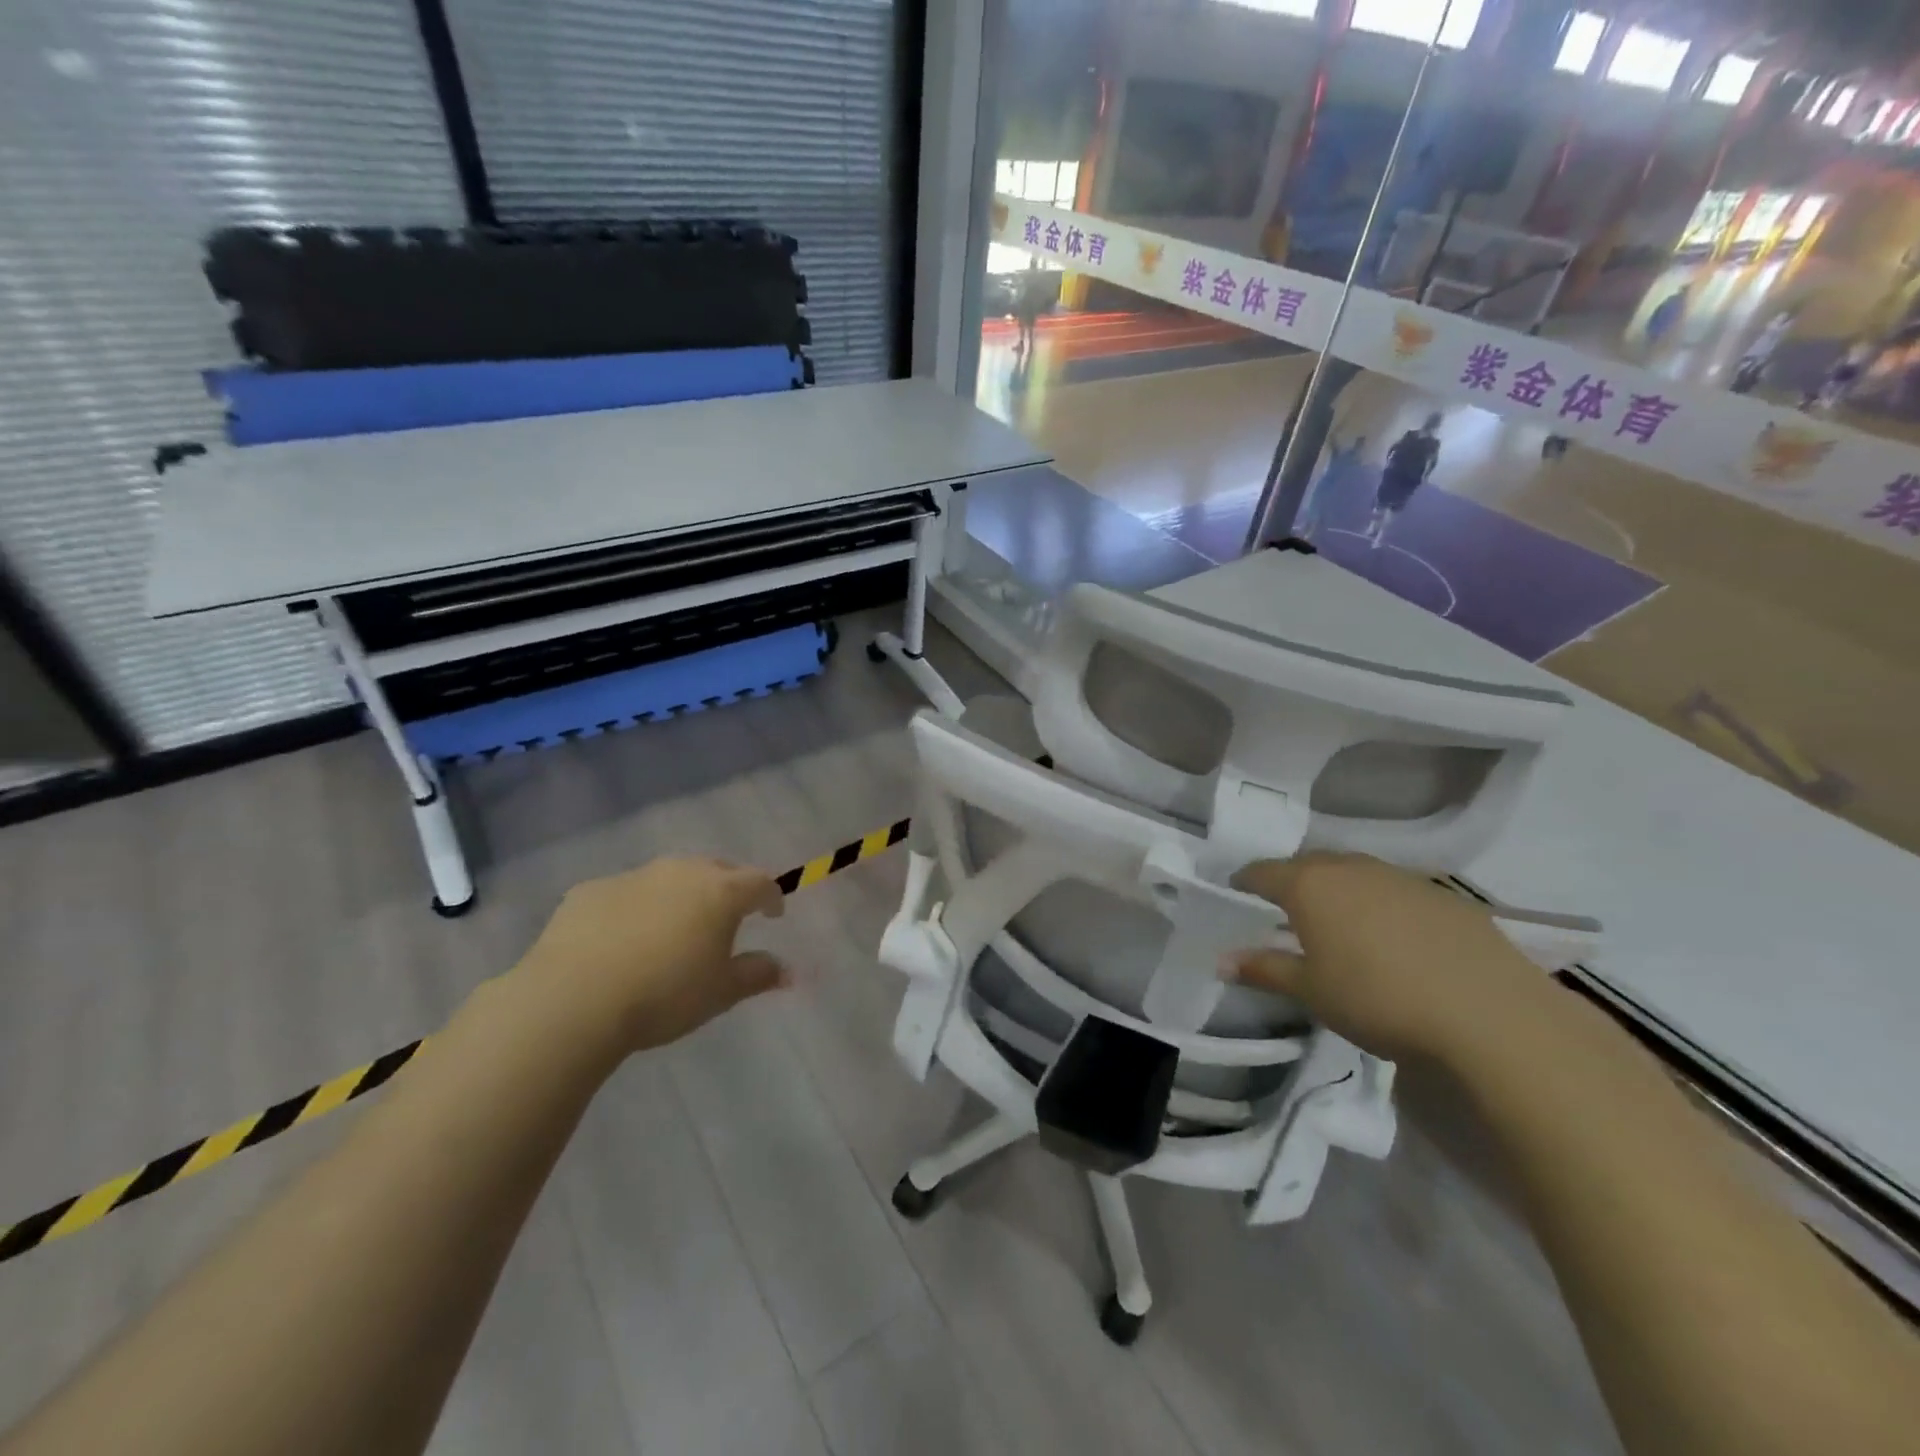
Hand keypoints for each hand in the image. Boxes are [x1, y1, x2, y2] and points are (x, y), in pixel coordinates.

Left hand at [514, 856, 787, 1055]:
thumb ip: (757, 975)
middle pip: (716, 869)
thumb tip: (787, 971)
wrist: (573, 999)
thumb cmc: (664, 995)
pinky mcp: (590, 890)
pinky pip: (626, 892)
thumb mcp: (721, 993)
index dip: (771, 897)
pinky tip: (623, 938)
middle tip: (726, 916)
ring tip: (674, 926)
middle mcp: (681, 872)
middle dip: (728, 888)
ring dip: (680, 894)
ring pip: (669, 876)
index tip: (772, 915)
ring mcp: (633, 876)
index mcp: (720, 892)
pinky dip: (635, 907)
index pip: (760, 882)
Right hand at [1226, 852, 1546, 1062]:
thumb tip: (1222, 960)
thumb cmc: (1378, 999)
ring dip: (1339, 888)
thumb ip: (1264, 969)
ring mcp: (1401, 877)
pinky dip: (1381, 903)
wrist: (1490, 1014)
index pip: (1263, 872)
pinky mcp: (1444, 896)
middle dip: (1292, 880)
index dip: (1245, 881)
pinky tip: (1393, 937)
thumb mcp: (1311, 992)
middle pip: (1309, 864)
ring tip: (1338, 920)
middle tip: (1284, 908)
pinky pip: (1396, 889)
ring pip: (1355, 872)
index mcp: (1310, 886)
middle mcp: (1351, 868)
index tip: (1236, 892)